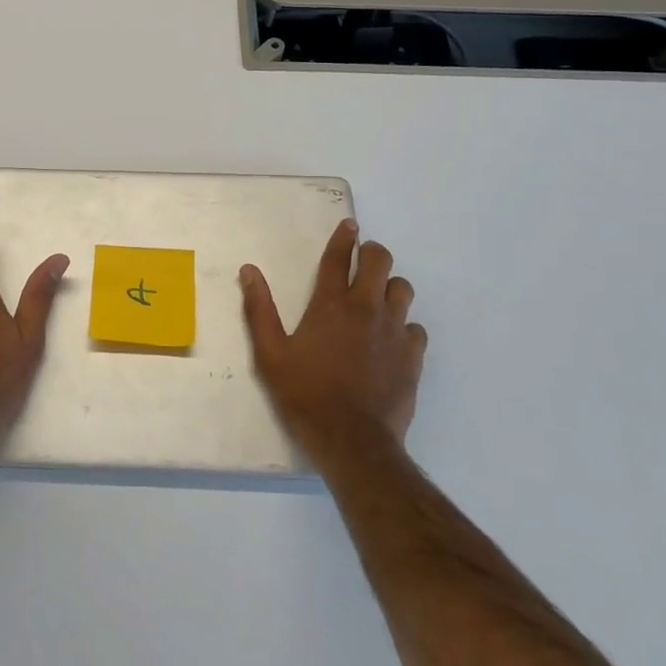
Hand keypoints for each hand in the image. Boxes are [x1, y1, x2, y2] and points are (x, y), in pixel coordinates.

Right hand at [240, 219, 425, 462]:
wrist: (353, 441)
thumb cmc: (305, 395)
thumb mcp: (270, 354)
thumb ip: (259, 309)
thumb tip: (249, 271)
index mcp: (331, 304)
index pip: (339, 257)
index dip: (344, 237)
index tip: (349, 225)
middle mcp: (366, 308)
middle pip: (380, 261)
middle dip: (372, 253)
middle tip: (362, 259)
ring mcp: (394, 331)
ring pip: (402, 290)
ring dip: (389, 287)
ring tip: (377, 298)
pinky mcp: (412, 356)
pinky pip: (415, 327)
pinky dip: (404, 325)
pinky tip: (391, 339)